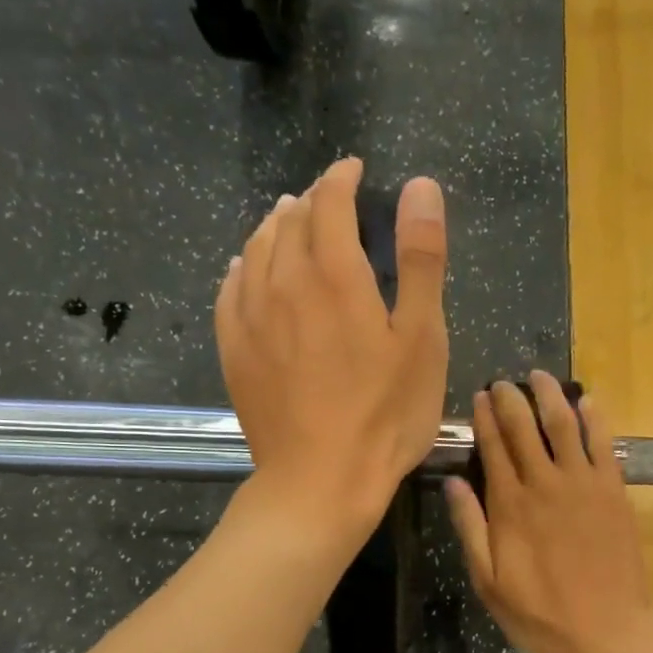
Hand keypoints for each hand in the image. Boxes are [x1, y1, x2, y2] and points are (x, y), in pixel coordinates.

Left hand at [215, 159, 448, 545]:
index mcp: (335, 274)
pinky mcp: (234, 350)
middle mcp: (284, 282)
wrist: (321, 481)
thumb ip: (421, 259)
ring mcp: (251, 317)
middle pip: (289, 221)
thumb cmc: (385, 414)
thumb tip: (420, 187)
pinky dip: (242, 267)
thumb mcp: (422, 338)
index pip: (330, 202)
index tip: (354, 171)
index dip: (342, 178)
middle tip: (328, 200)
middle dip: (310, 201)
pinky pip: (230, 289)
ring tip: (288, 222)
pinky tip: (246, 269)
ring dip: (274, 227)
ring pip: (255, 250)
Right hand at [444, 372, 652, 652]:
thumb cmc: (540, 614)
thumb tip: (452, 482)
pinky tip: (587, 400)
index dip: (484, 418)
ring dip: (550, 396)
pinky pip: (604, 443)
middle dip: (511, 399)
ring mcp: (584, 484)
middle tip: (503, 382)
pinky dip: (595, 417)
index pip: (493, 447)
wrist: (607, 631)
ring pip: (564, 425)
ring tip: (540, 376)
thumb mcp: (488, 581)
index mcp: (510, 505)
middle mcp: (545, 483)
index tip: (479, 396)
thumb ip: (470, 528)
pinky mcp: (614, 491)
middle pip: (525, 428)